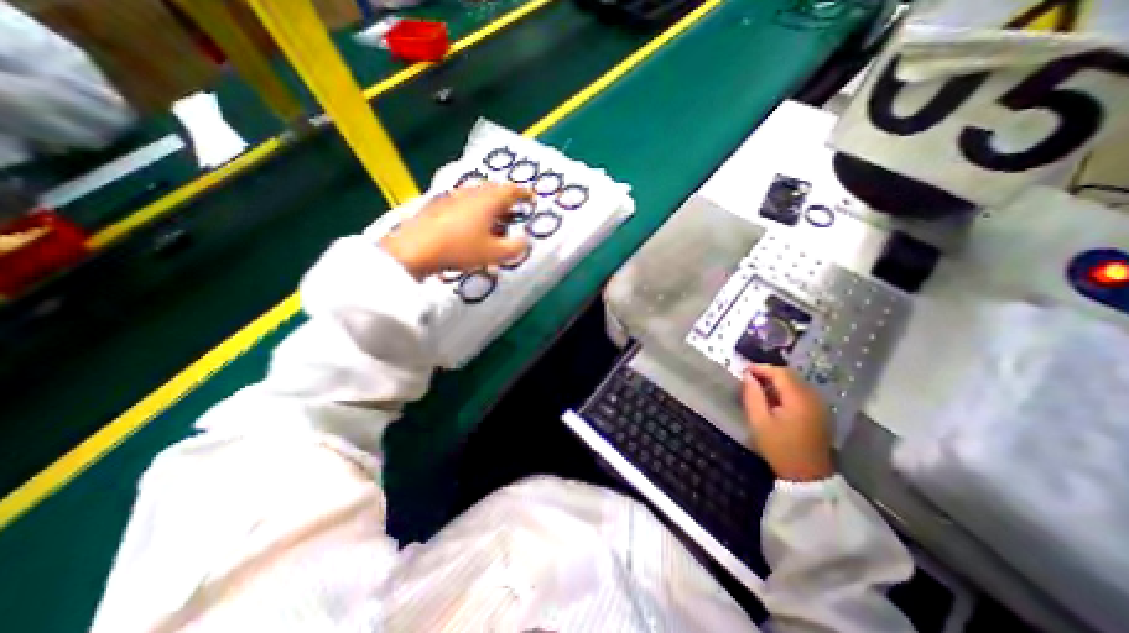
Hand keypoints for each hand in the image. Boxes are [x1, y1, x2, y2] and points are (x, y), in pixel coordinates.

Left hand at [381, 183, 532, 280]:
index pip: (511, 190)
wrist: (415, 249)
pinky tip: (471, 223)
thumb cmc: (459, 249)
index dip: (524, 194)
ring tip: (496, 217)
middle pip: (494, 188)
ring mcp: (453, 197)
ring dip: (490, 202)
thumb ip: (514, 248)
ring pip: (478, 194)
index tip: (532, 198)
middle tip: (515, 208)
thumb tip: (526, 242)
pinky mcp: (439, 205)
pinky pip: (464, 201)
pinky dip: (475, 208)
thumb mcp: (493, 253)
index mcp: (488, 201)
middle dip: (507, 197)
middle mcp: (471, 193)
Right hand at [743, 364, 835, 480]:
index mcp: (798, 399)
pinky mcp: (821, 412)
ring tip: (760, 388)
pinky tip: (775, 399)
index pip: (780, 373)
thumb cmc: (780, 448)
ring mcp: (820, 405)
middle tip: (750, 378)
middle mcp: (813, 397)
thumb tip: (748, 376)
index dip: (761, 368)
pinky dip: (787, 390)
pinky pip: (802, 392)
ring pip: (797, 383)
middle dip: (769, 373)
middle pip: (790, 375)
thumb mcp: (759, 421)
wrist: (807, 476)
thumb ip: (752, 395)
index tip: (744, 371)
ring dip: (778, 381)